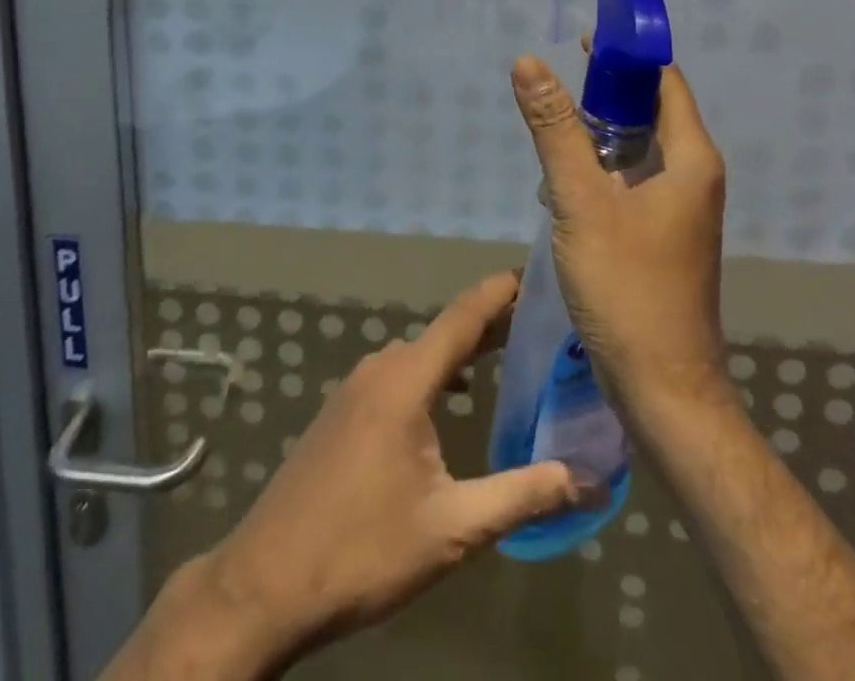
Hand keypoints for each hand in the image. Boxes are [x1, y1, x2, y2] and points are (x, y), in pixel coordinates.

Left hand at [194, 272, 579, 669]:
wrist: (267, 580)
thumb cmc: (364, 548)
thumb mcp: (453, 527)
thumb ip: (522, 496)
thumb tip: (587, 479)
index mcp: (406, 379)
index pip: (463, 316)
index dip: (500, 292)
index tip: (535, 274)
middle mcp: (380, 367)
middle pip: (444, 332)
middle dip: (491, 325)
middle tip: (539, 324)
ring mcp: (355, 387)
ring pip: (419, 354)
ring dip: (461, 351)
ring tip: (505, 357)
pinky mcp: (342, 410)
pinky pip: (398, 374)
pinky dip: (433, 373)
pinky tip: (451, 399)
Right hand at [509, 56, 729, 421]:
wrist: (663, 388)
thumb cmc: (627, 287)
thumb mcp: (581, 201)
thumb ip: (555, 130)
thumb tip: (530, 62)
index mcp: (690, 159)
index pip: (663, 80)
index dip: (626, 55)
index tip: (580, 39)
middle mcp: (694, 177)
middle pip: (650, 112)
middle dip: (604, 92)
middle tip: (554, 83)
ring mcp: (681, 209)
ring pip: (638, 149)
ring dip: (598, 133)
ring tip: (551, 129)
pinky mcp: (663, 235)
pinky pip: (632, 181)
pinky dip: (601, 168)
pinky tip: (563, 180)